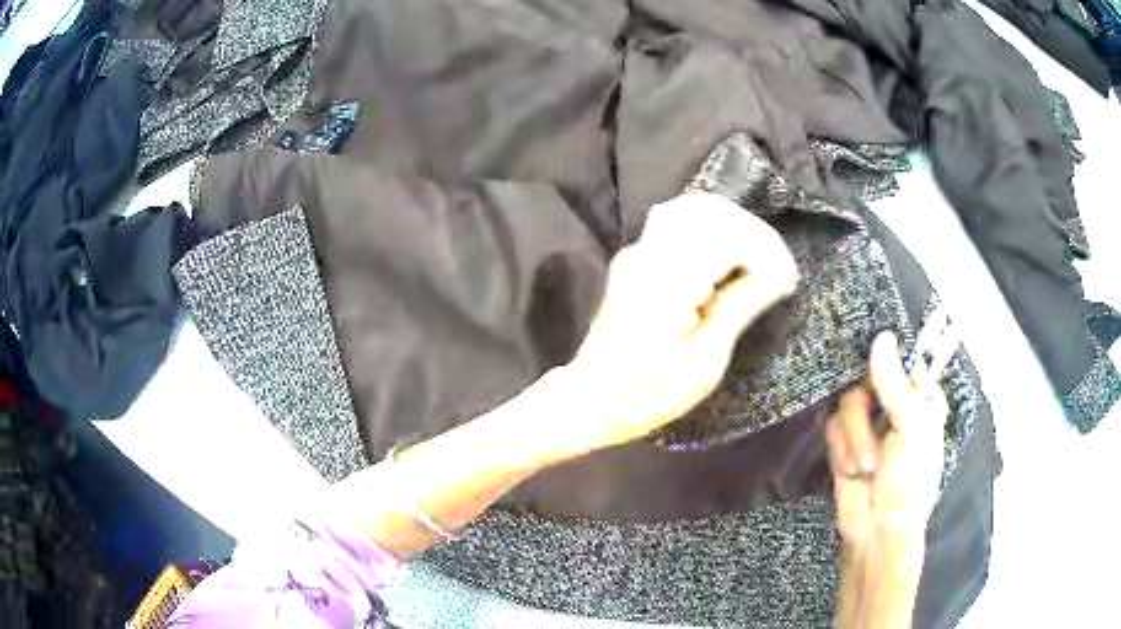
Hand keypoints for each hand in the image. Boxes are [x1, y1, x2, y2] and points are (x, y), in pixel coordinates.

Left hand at [559, 191, 798, 451]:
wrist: (592, 398)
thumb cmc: (648, 394)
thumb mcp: (703, 364)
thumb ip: (738, 309)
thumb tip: (775, 274)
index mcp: (665, 282)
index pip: (725, 237)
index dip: (765, 251)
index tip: (788, 280)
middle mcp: (647, 253)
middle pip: (710, 212)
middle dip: (753, 235)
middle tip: (777, 271)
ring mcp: (637, 251)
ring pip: (693, 210)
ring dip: (734, 229)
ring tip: (758, 263)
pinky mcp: (637, 257)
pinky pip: (679, 223)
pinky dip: (712, 231)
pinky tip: (728, 259)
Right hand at [826, 331, 948, 547]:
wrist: (877, 528)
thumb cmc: (909, 479)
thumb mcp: (911, 428)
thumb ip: (894, 383)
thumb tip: (881, 335)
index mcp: (920, 396)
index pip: (901, 359)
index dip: (886, 361)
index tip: (875, 373)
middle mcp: (894, 404)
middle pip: (866, 378)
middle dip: (864, 415)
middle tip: (877, 437)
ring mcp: (868, 423)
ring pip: (845, 404)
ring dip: (853, 440)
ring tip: (865, 467)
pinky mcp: (844, 441)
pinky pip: (832, 427)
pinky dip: (840, 450)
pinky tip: (850, 469)